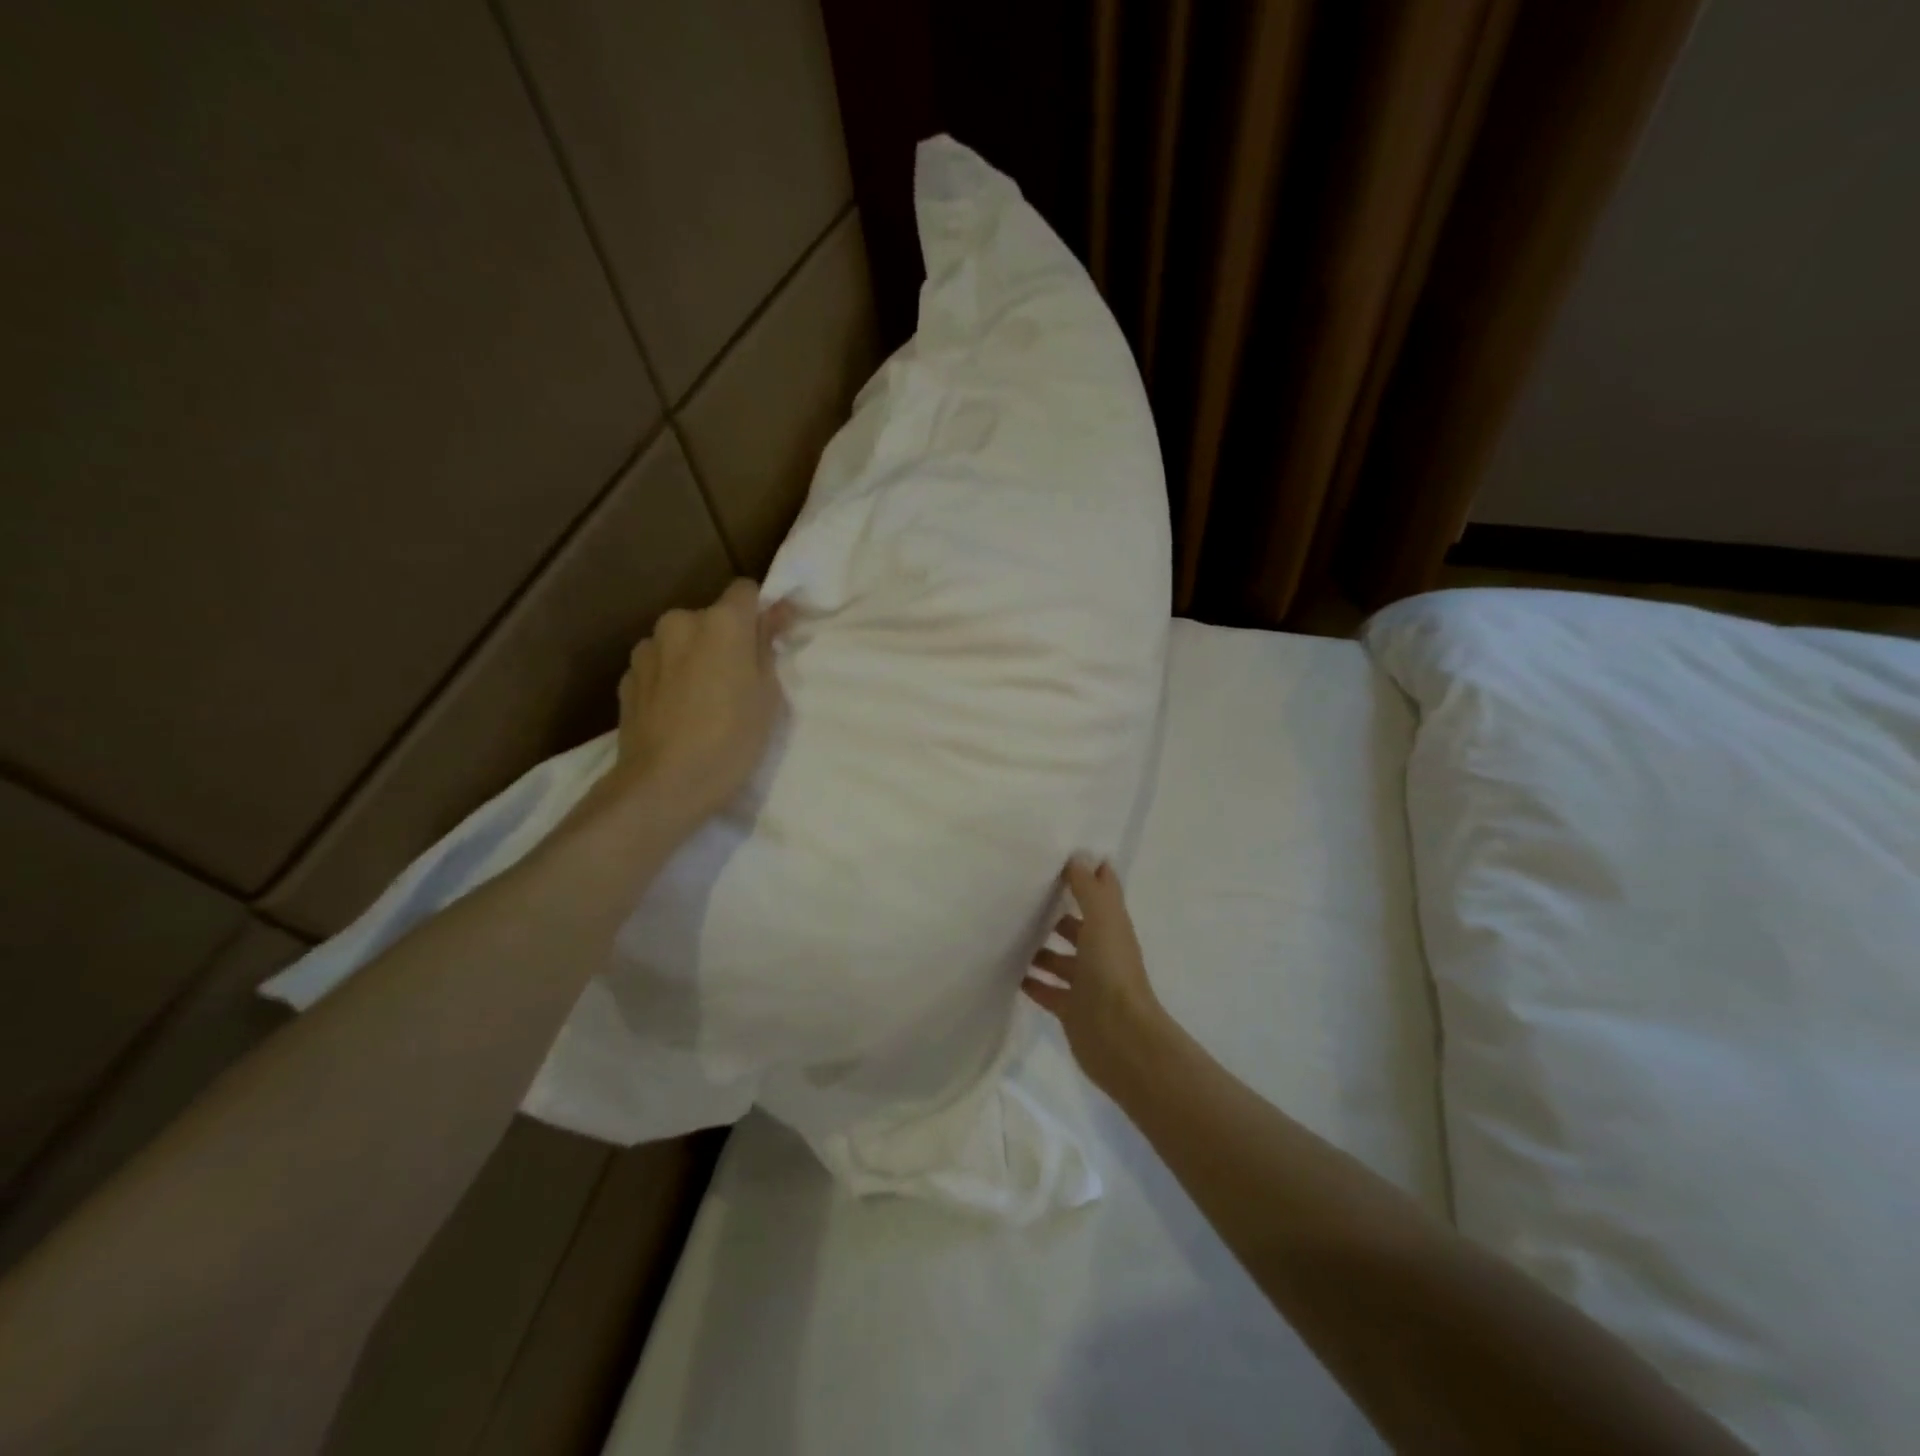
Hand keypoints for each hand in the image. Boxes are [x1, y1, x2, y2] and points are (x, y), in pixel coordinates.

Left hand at [607, 579, 795, 828]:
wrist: (663, 785)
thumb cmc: (731, 740)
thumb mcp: (767, 695)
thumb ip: (767, 646)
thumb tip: (774, 612)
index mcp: (721, 622)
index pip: (745, 590)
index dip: (760, 610)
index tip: (768, 638)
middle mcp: (679, 622)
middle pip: (710, 617)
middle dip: (724, 638)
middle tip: (737, 680)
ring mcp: (647, 649)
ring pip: (681, 641)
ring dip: (694, 656)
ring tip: (703, 699)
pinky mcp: (626, 677)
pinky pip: (658, 665)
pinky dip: (670, 677)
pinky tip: (677, 712)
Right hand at [1023, 857, 1169, 1093]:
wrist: (1119, 1038)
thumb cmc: (1112, 972)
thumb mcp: (1102, 920)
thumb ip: (1089, 889)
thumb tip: (1079, 855)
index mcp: (1112, 927)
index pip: (1101, 892)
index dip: (1086, 874)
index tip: (1059, 855)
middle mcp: (1101, 952)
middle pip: (1076, 925)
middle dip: (1055, 912)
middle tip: (1019, 895)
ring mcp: (1086, 982)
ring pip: (1059, 958)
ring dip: (1039, 947)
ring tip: (1006, 931)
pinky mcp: (1070, 1008)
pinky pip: (1046, 989)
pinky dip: (1031, 981)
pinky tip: (1007, 971)